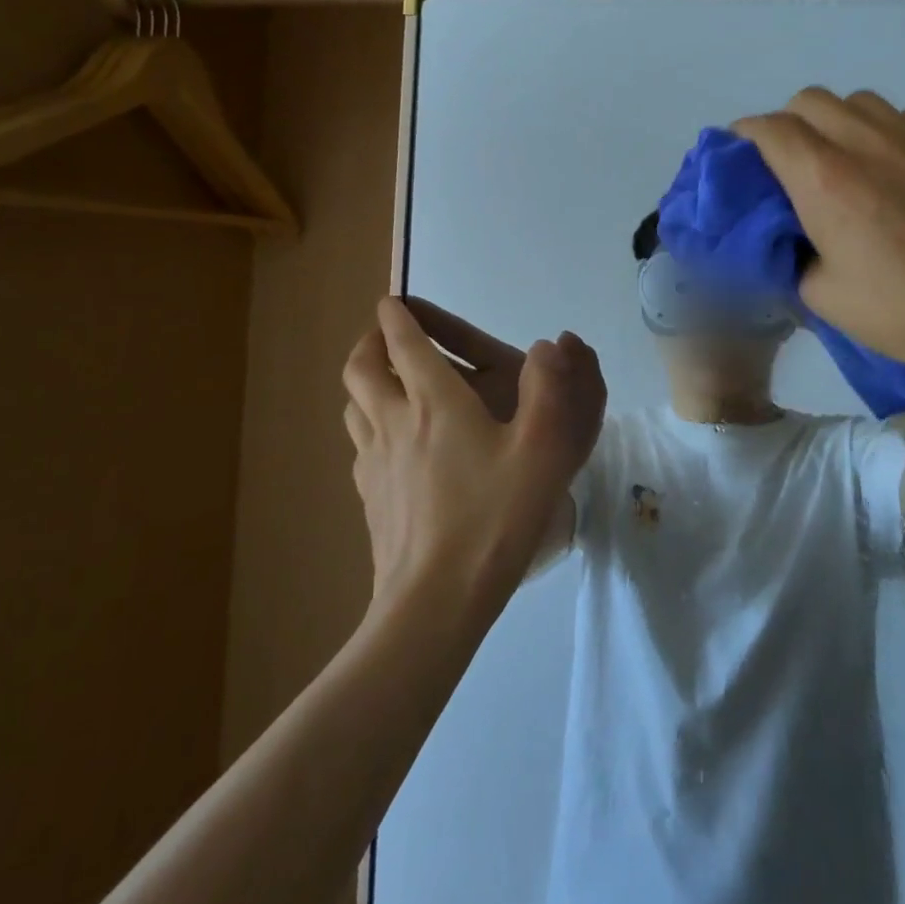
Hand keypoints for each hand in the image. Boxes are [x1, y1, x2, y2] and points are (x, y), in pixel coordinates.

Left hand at [342, 298, 604, 615]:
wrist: (436, 601)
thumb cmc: (494, 518)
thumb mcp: (542, 450)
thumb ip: (551, 390)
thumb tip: (551, 345)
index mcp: (433, 402)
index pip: (403, 342)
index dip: (396, 316)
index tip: (394, 301)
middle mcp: (394, 422)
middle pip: (361, 368)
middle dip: (370, 342)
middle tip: (387, 336)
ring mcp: (373, 462)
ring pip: (353, 406)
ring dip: (365, 383)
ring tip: (386, 384)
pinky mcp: (369, 498)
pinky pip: (359, 445)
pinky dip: (368, 425)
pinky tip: (391, 445)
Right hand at [734, 89, 904, 386]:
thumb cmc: (901, 312)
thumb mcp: (820, 295)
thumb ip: (792, 249)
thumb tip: (789, 232)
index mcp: (825, 179)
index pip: (769, 129)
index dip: (745, 136)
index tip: (740, 155)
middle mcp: (868, 142)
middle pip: (810, 100)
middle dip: (788, 124)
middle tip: (791, 163)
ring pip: (860, 102)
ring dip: (839, 124)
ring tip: (847, 163)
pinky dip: (886, 136)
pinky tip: (900, 175)